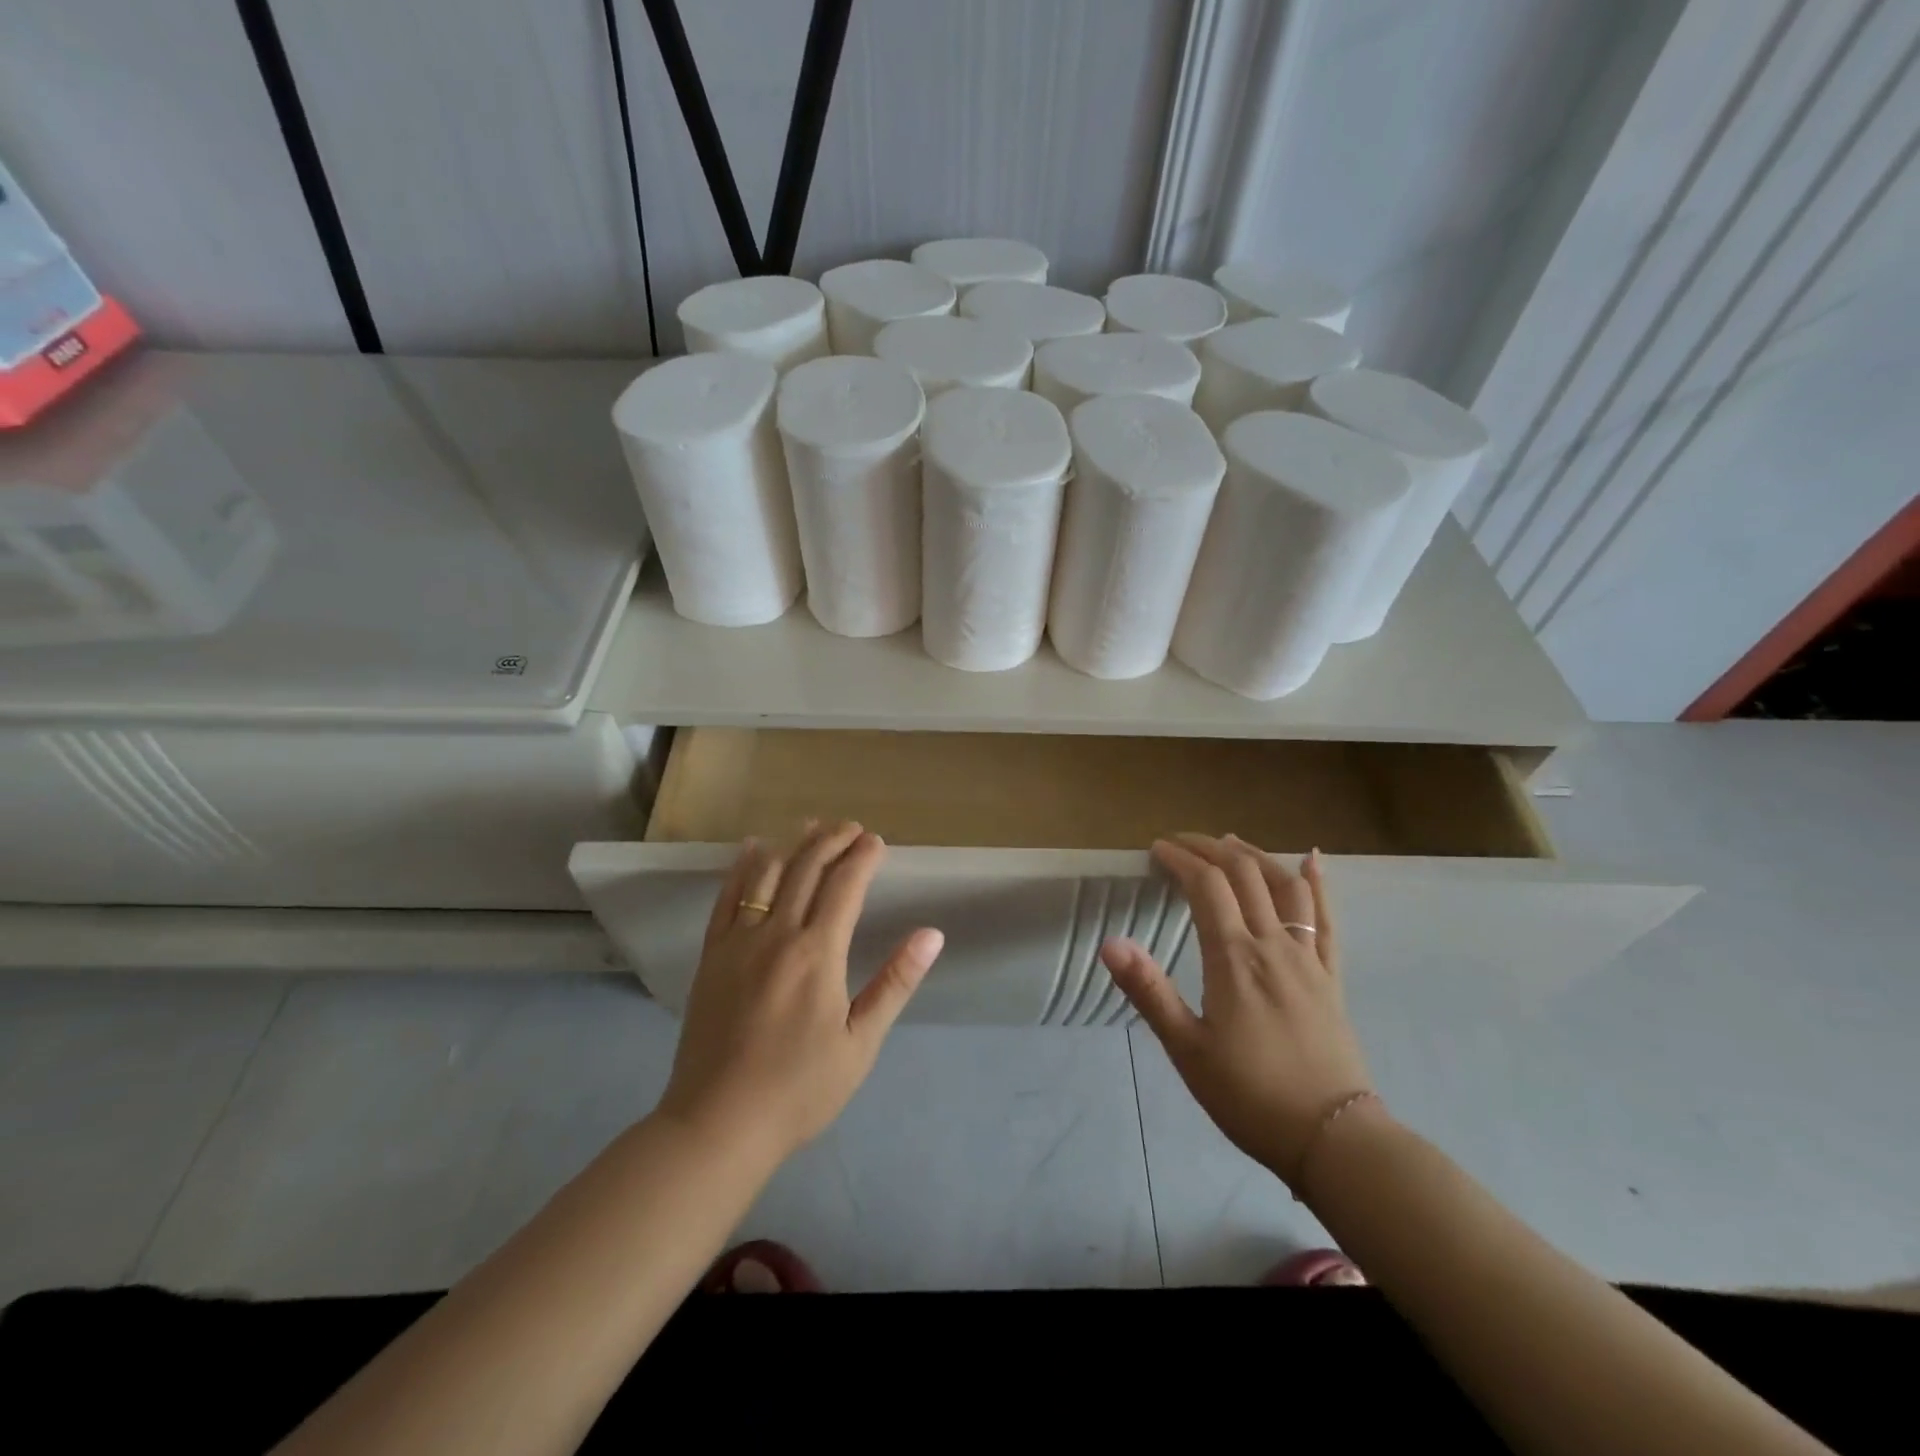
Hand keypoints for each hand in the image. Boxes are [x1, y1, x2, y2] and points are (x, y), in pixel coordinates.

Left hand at [657, 821, 943, 1161]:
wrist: (719, 1123)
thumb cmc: (800, 1089)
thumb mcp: (860, 1043)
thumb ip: (895, 982)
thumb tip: (931, 934)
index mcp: (818, 953)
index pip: (845, 886)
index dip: (863, 857)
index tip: (877, 841)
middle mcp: (777, 934)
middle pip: (807, 870)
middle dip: (832, 840)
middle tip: (851, 826)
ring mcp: (738, 942)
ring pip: (768, 875)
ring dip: (794, 845)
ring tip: (812, 826)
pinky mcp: (712, 956)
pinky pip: (726, 898)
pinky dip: (742, 868)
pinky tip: (753, 849)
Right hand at [1102, 834, 1371, 1187]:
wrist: (1334, 1139)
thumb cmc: (1250, 1095)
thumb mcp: (1187, 1049)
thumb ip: (1149, 990)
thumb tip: (1110, 942)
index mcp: (1234, 958)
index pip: (1207, 885)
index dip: (1181, 859)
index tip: (1157, 849)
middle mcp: (1273, 945)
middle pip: (1245, 873)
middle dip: (1210, 848)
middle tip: (1182, 842)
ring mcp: (1309, 958)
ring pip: (1286, 886)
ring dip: (1256, 855)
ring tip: (1232, 842)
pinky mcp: (1331, 977)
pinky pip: (1327, 919)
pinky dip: (1318, 883)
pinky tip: (1313, 861)